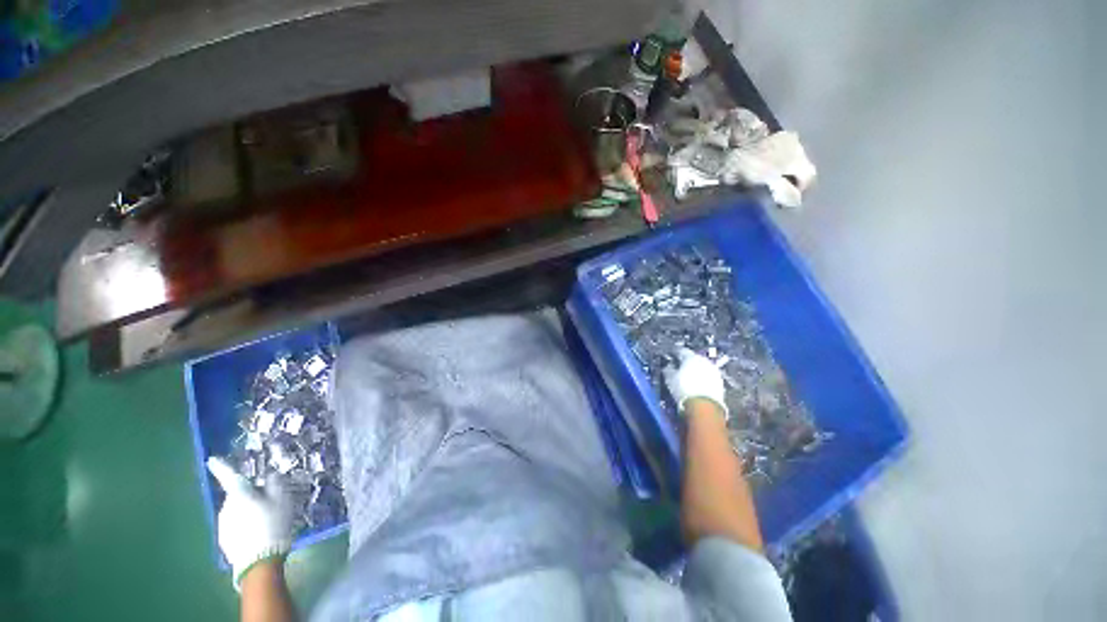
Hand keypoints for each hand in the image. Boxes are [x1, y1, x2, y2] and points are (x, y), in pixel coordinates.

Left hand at [207, 457, 294, 589]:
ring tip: (265, 521)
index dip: (221, 467)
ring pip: (236, 511)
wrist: (260, 561)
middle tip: (269, 502)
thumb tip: (270, 475)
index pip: (229, 477)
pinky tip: (258, 533)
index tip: (212, 460)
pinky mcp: (224, 540)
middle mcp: (226, 507)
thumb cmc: (273, 523)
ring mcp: (223, 525)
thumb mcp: (283, 499)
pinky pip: (235, 525)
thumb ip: (276, 483)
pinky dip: (245, 525)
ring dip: (248, 511)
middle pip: (238, 496)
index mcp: (240, 494)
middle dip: (250, 496)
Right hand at [663, 348, 727, 418]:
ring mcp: (714, 371)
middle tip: (679, 367)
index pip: (681, 351)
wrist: (704, 407)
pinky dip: (702, 379)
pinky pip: (708, 377)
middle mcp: (704, 361)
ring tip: (688, 377)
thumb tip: (668, 366)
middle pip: (693, 358)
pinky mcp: (720, 383)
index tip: (671, 356)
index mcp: (691, 357)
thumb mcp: (669, 378)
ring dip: (695, 370)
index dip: (675, 353)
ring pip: (702, 367)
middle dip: (686, 362)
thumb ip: (668, 369)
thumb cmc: (684, 389)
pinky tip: (697, 385)